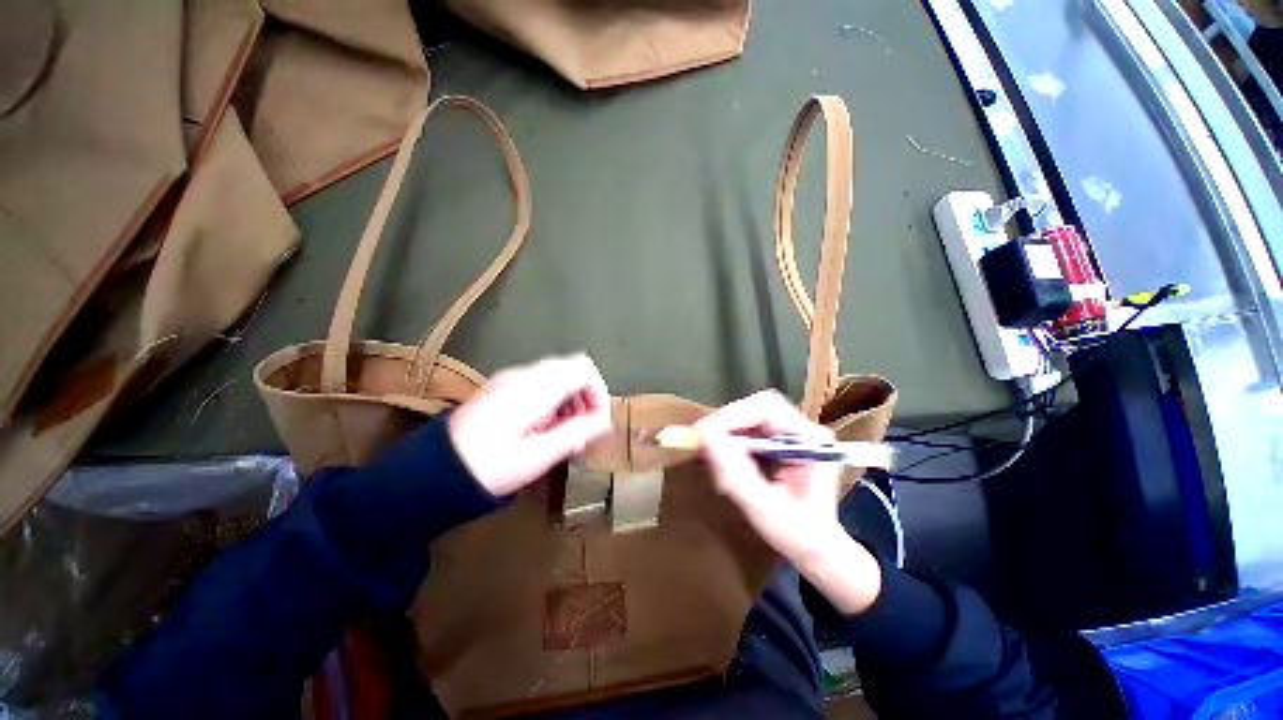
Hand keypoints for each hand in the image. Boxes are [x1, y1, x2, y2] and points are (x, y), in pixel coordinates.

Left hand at [449, 354, 611, 496]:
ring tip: (563, 435)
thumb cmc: (488, 467)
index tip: (596, 422)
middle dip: (585, 398)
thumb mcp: (537, 456)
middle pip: (572, 369)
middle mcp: (524, 375)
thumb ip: (576, 433)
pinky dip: (552, 402)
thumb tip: (604, 421)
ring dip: (569, 401)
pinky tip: (543, 429)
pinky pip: (539, 384)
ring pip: (556, 376)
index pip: (583, 369)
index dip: (598, 392)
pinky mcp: (501, 388)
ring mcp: (510, 379)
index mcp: (536, 387)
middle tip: (581, 432)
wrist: (432, 472)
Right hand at [696, 391, 881, 613]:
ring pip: (751, 414)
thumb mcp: (763, 507)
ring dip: (726, 428)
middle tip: (701, 438)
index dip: (732, 416)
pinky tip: (721, 453)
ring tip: (709, 447)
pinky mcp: (781, 439)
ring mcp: (793, 432)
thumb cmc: (798, 534)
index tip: (704, 433)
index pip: (767, 409)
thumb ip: (734, 471)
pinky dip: (731, 437)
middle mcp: (804, 429)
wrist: (817, 548)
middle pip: (757, 407)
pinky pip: (750, 427)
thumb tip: (705, 436)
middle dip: (726, 421)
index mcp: (811, 440)